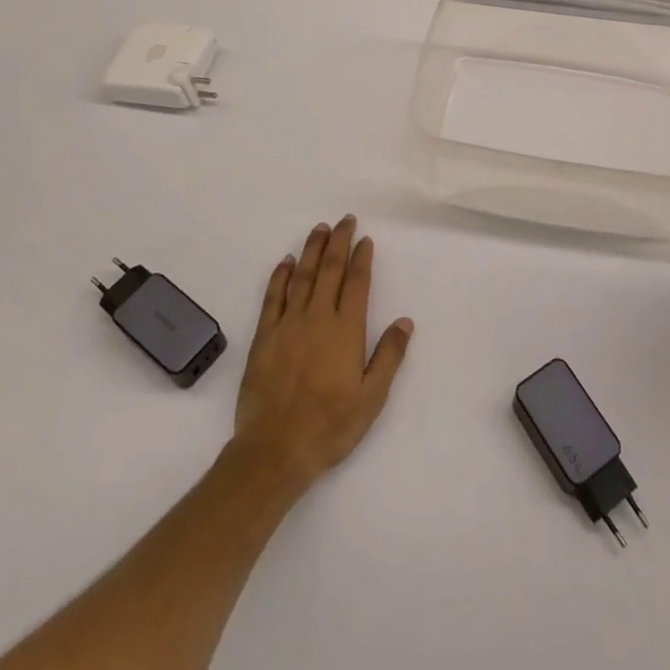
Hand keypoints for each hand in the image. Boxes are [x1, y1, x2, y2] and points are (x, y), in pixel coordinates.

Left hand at [231, 215, 413, 490]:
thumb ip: (389, 356)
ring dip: (311, 250)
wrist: (275, 450)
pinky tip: (286, 262)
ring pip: (302, 276)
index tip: (365, 239)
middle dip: (338, 242)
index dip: (362, 258)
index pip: (357, 283)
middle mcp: (317, 318)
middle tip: (344, 220)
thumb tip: (405, 321)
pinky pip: (272, 297)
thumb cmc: (330, 426)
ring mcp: (288, 325)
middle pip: (329, 270)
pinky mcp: (264, 337)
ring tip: (319, 228)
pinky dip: (280, 276)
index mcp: (346, 330)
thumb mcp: (371, 398)